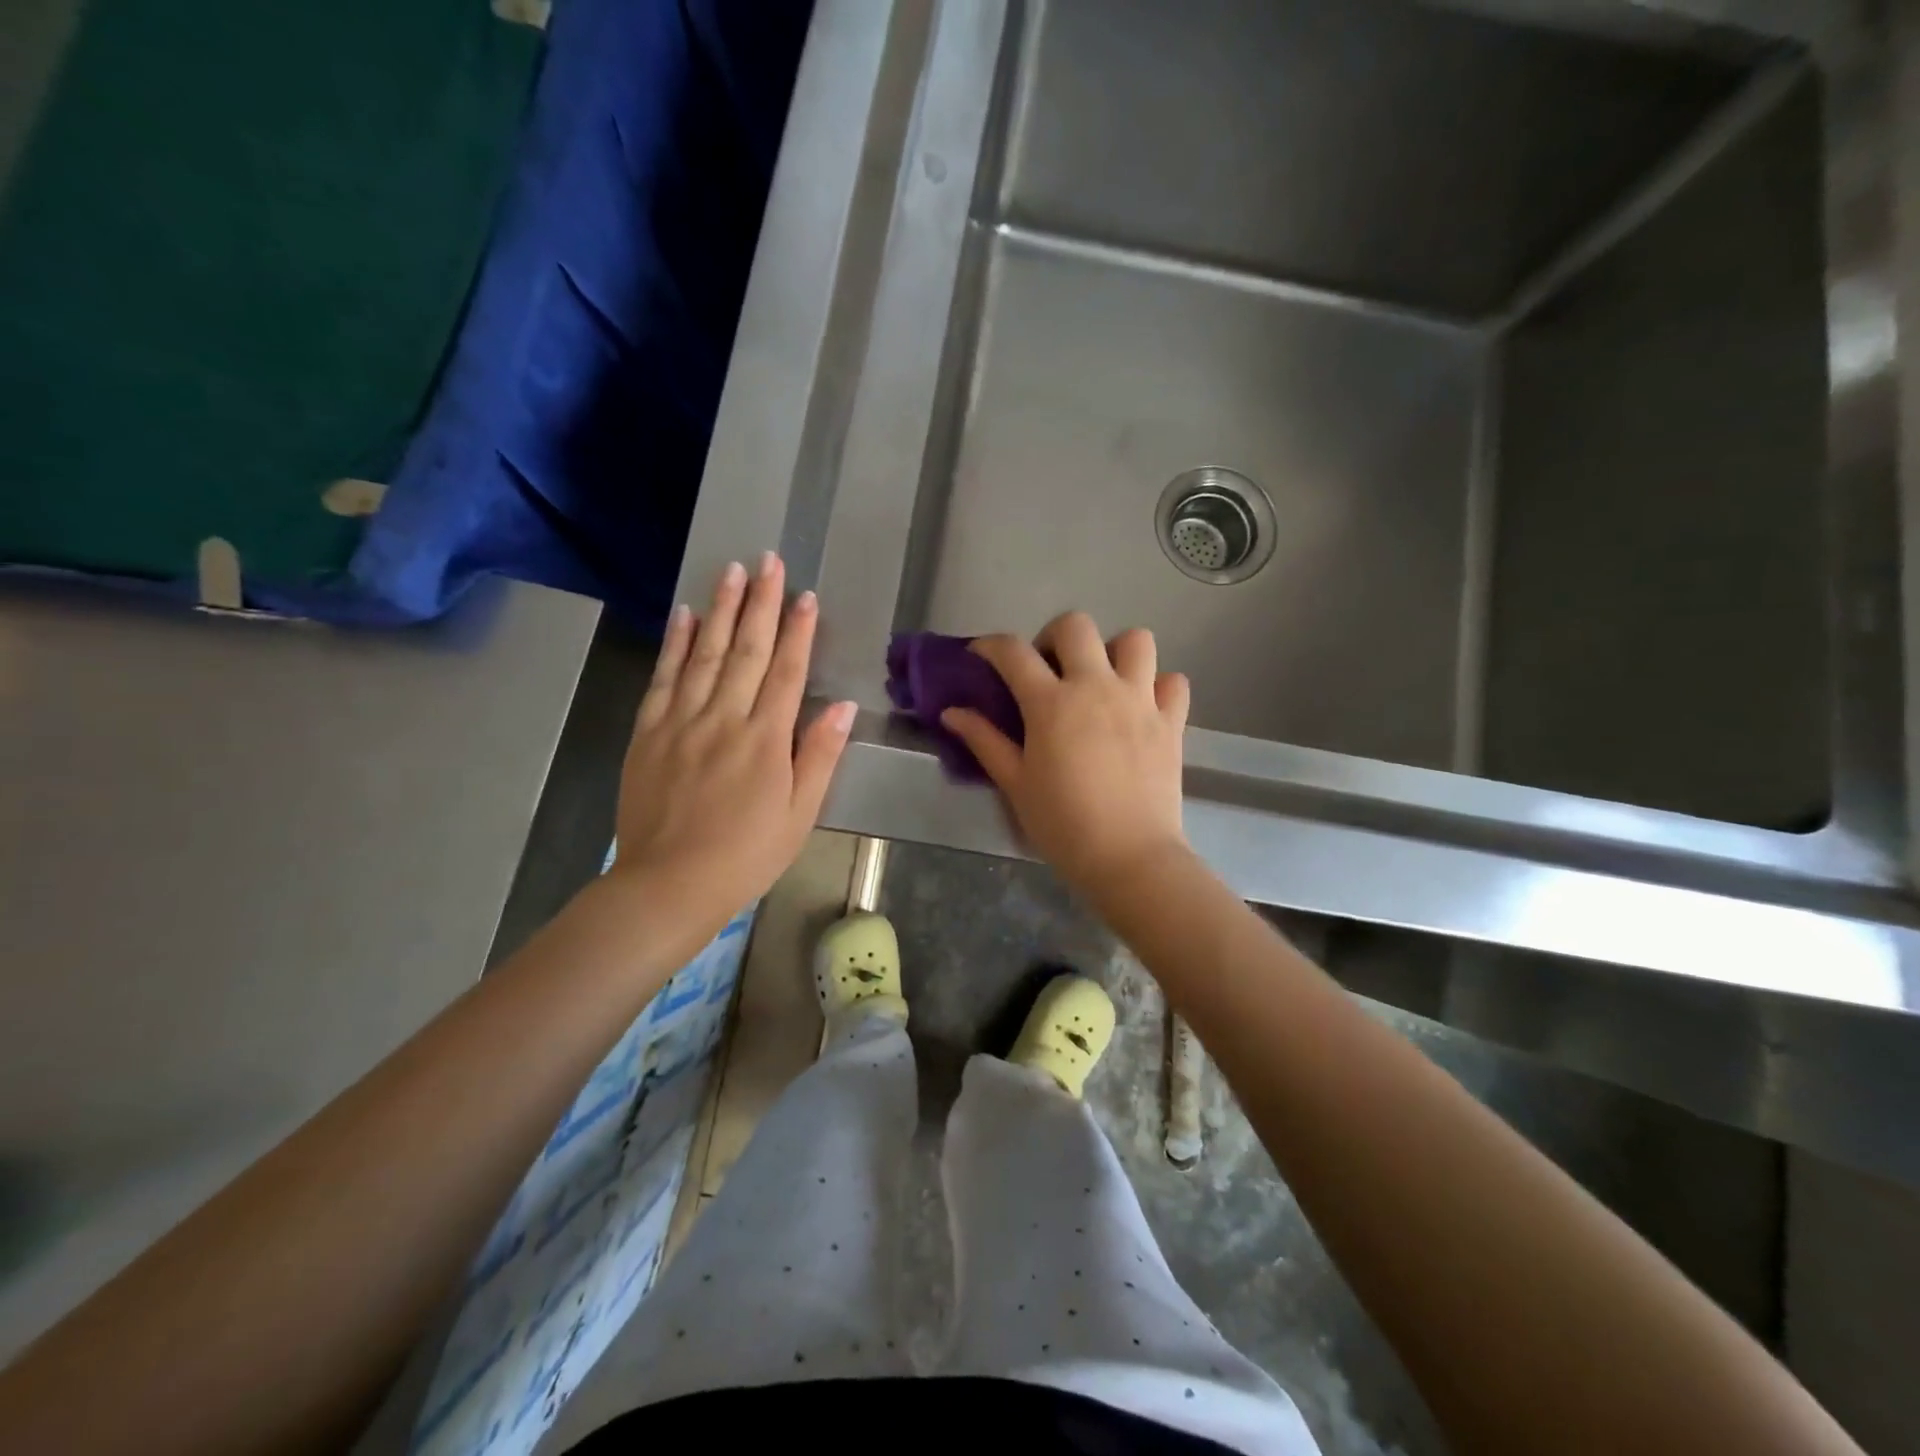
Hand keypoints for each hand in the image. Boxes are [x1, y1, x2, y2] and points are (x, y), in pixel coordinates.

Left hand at [611, 553, 854, 937]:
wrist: (669, 884)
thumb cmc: (746, 854)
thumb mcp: (799, 814)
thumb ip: (819, 755)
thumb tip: (843, 706)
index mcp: (765, 740)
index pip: (787, 672)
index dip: (799, 631)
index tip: (807, 595)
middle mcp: (724, 719)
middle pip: (746, 650)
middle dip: (761, 603)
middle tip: (768, 560)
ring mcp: (682, 722)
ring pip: (704, 653)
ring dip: (720, 609)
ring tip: (732, 570)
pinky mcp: (649, 733)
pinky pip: (663, 678)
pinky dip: (674, 643)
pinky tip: (684, 614)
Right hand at [941, 611, 1189, 896]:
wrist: (1129, 858)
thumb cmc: (1062, 824)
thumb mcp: (1015, 783)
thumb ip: (984, 740)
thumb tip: (952, 712)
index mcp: (1052, 703)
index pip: (1013, 652)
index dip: (990, 646)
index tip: (981, 656)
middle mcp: (1097, 687)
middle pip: (1076, 626)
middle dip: (1053, 637)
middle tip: (1047, 671)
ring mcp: (1140, 700)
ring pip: (1135, 640)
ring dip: (1113, 652)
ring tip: (1100, 680)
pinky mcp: (1171, 721)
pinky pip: (1172, 681)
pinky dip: (1158, 686)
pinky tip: (1141, 707)